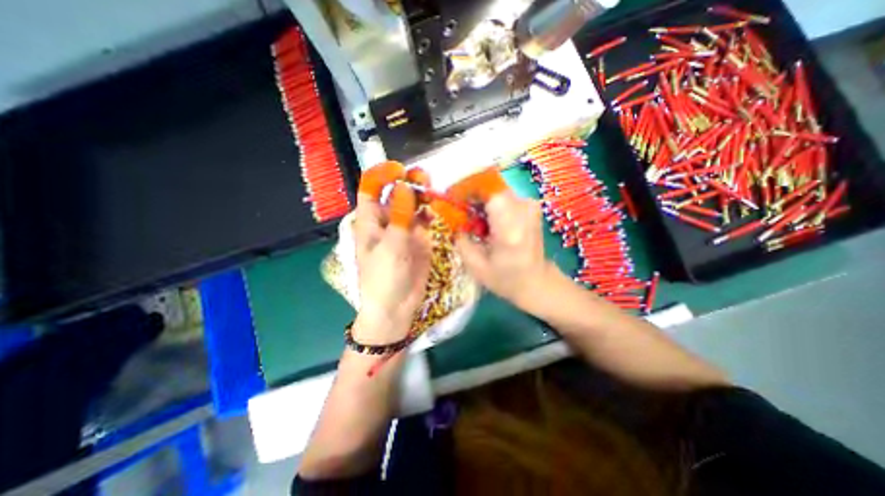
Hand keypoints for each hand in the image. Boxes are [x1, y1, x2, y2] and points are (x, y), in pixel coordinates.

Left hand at [356, 161, 432, 342]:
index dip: (382, 176)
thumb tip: (404, 186)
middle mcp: (387, 220)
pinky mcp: (420, 238)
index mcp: (370, 221)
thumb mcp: (390, 246)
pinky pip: (426, 219)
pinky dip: (432, 212)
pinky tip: (440, 208)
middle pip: (396, 194)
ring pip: (413, 205)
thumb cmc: (383, 277)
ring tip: (435, 190)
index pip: (371, 189)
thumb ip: (399, 216)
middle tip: (424, 177)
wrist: (397, 307)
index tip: (399, 170)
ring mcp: (405, 228)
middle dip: (408, 183)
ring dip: (423, 196)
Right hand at [450, 169, 557, 310]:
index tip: (454, 199)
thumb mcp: (476, 266)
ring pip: (497, 191)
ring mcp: (530, 207)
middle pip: (492, 188)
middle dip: (473, 196)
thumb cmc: (506, 278)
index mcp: (509, 229)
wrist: (536, 281)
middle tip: (462, 212)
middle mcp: (523, 211)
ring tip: (476, 221)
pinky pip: (505, 197)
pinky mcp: (531, 207)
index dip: (468, 190)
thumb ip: (461, 240)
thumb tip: (452, 220)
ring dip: (482, 201)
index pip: (489, 191)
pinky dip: (493, 204)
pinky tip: (489, 222)